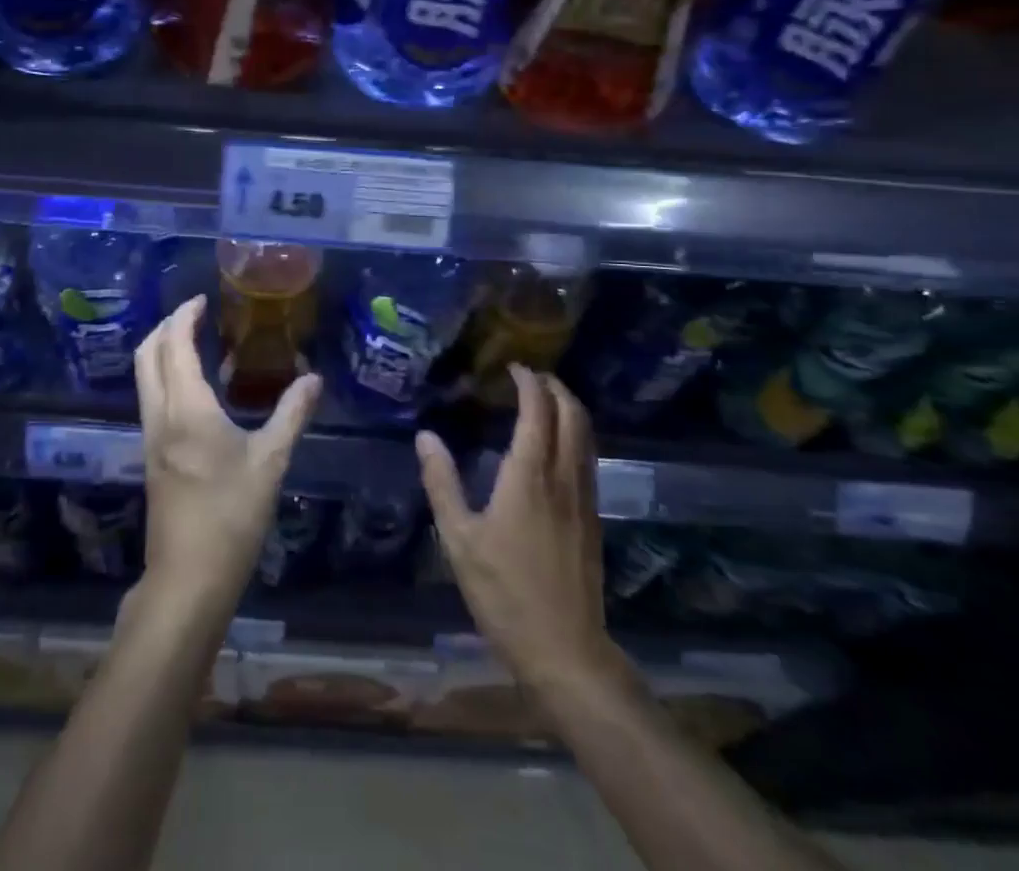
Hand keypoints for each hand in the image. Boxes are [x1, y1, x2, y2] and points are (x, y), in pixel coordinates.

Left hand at [134, 296, 320, 613]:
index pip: (175, 346)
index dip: (184, 317)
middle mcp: (160, 416)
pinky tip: (199, 390)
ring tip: (198, 343)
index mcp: (187, 409)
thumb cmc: (231, 515)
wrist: (188, 577)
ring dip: (163, 352)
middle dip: (165, 327)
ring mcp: (151, 438)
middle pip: (147, 355)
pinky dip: (167, 378)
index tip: (202, 300)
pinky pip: (153, 399)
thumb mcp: (271, 461)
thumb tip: (313, 378)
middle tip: (195, 315)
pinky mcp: (152, 456)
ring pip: (145, 378)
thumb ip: (292, 414)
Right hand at [417, 365, 615, 693]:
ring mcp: (584, 498)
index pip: (538, 410)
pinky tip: (558, 447)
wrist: (565, 651)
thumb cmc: (504, 592)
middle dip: (555, 387)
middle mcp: (563, 477)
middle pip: (572, 414)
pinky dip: (576, 435)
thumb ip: (442, 483)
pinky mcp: (593, 519)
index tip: (513, 367)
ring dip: (570, 408)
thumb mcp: (459, 539)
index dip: (529, 382)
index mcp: (529, 475)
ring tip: (546, 401)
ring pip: (586, 436)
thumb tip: (425, 436)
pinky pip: (589, 458)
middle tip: (532, 376)